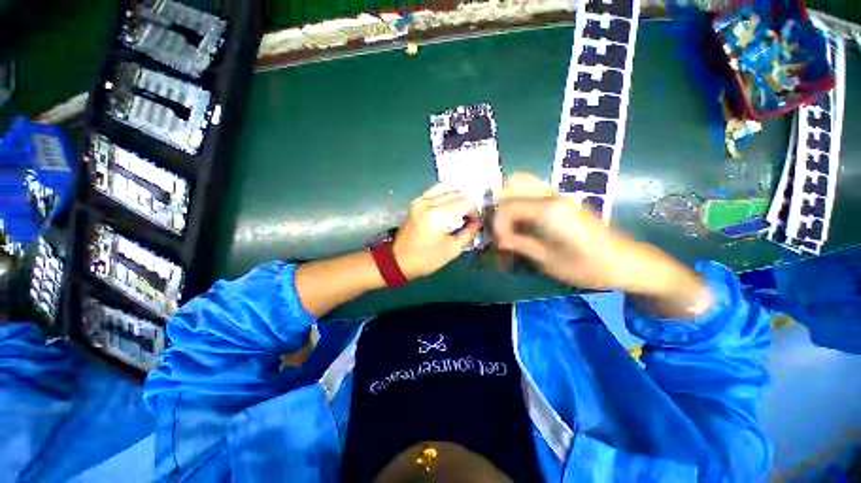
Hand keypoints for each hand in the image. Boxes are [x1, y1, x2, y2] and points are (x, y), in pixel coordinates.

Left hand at [393, 184, 480, 279]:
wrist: (398, 260)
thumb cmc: (426, 259)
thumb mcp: (452, 250)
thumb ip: (468, 233)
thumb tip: (478, 222)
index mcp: (437, 217)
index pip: (464, 203)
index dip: (474, 211)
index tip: (475, 222)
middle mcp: (428, 203)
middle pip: (457, 194)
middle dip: (467, 205)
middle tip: (469, 218)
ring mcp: (419, 200)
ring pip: (446, 189)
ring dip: (457, 198)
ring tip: (460, 211)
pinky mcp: (415, 201)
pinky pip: (434, 191)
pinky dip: (445, 194)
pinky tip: (450, 204)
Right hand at [493, 173, 710, 317]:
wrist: (626, 263)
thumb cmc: (588, 267)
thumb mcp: (548, 261)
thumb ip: (520, 244)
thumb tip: (500, 240)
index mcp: (548, 211)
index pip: (508, 208)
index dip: (498, 226)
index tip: (501, 245)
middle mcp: (552, 196)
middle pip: (513, 183)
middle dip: (499, 205)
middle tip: (499, 227)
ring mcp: (560, 195)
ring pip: (525, 181)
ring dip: (510, 198)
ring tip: (506, 221)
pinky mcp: (565, 200)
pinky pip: (534, 189)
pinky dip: (521, 199)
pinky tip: (521, 219)